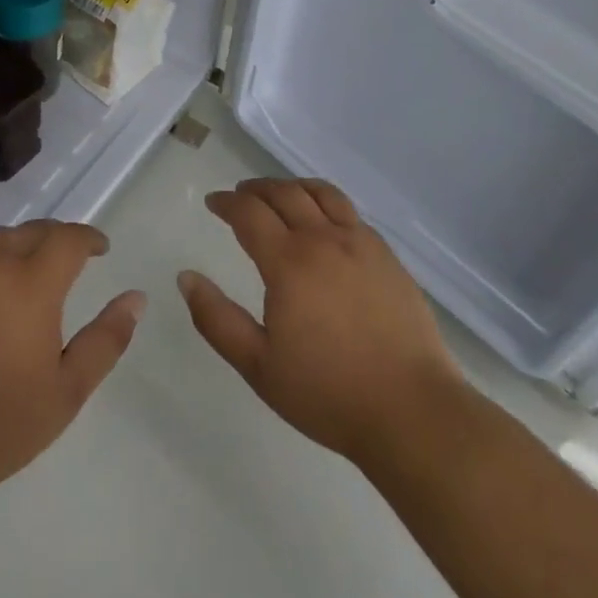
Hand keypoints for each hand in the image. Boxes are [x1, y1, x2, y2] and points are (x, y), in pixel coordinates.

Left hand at [0, 220, 145, 509]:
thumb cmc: (2, 425)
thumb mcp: (68, 390)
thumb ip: (106, 339)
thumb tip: (136, 298)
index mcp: (31, 285)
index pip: (67, 238)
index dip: (88, 237)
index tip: (101, 249)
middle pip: (31, 230)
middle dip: (56, 237)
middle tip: (70, 258)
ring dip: (20, 243)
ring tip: (30, 268)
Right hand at [178, 178, 464, 462]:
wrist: (412, 411)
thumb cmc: (328, 393)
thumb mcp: (258, 366)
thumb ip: (216, 319)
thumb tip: (186, 277)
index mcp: (288, 262)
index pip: (249, 213)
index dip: (227, 202)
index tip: (213, 202)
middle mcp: (323, 239)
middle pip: (284, 193)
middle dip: (256, 189)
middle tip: (240, 195)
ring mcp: (360, 243)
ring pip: (320, 193)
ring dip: (292, 186)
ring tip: (280, 195)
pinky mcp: (387, 255)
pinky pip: (349, 211)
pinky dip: (325, 201)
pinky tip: (324, 221)